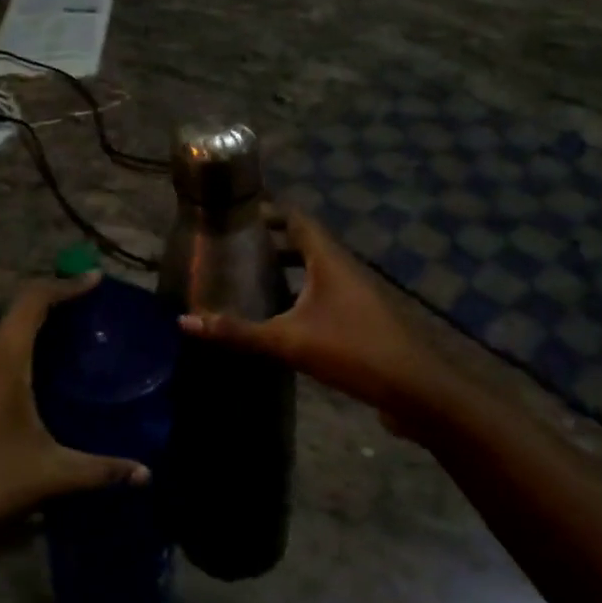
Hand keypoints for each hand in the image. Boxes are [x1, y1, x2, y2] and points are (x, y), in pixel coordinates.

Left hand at [0, 274, 149, 546]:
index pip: (35, 300)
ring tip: (51, 353)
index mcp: (2, 358)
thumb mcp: (52, 475)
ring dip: (20, 338)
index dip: (66, 285)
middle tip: (79, 319)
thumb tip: (147, 475)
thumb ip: (101, 469)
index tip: (94, 279)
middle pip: (13, 315)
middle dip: (47, 310)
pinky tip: (13, 392)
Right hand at [179, 210, 448, 417]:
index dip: (269, 212)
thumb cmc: (352, 350)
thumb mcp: (288, 341)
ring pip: (317, 271)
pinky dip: (302, 295)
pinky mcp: (364, 320)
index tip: (238, 214)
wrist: (415, 390)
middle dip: (272, 243)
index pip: (297, 219)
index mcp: (328, 260)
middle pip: (305, 243)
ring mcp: (358, 295)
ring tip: (254, 279)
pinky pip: (326, 296)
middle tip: (237, 248)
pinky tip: (283, 319)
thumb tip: (186, 320)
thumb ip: (238, 331)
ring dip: (288, 270)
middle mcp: (344, 269)